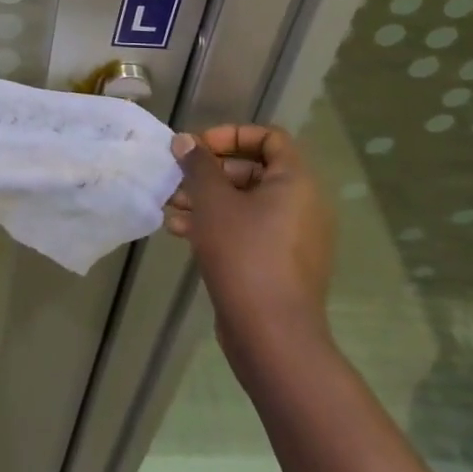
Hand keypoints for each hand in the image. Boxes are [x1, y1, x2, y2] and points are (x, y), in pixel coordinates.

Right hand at [164, 125, 335, 366]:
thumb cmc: (244, 254)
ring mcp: (293, 238)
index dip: (231, 135)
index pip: (269, 138)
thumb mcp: (213, 201)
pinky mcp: (280, 265)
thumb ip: (198, 165)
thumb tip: (186, 141)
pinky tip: (181, 232)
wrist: (272, 336)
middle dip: (210, 172)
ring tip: (171, 205)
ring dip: (207, 199)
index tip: (199, 147)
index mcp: (296, 182)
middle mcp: (302, 205)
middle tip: (177, 178)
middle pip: (253, 170)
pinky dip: (218, 225)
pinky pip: (248, 231)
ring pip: (246, 203)